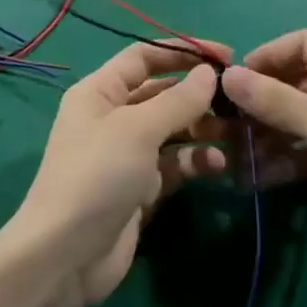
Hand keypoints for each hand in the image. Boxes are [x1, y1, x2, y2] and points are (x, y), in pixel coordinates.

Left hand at [7, 42, 228, 306]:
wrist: (67, 254)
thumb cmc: (97, 176)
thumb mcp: (137, 130)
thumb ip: (177, 101)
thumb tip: (209, 73)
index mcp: (99, 92)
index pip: (143, 58)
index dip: (182, 52)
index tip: (225, 56)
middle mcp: (111, 117)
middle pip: (161, 93)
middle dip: (198, 94)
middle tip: (239, 100)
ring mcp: (126, 154)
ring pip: (172, 130)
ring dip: (202, 128)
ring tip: (237, 133)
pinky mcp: (140, 188)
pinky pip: (174, 164)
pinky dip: (195, 162)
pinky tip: (218, 165)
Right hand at [221, 31, 306, 268]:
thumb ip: (277, 101)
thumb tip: (227, 76)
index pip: (304, 43)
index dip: (266, 57)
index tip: (231, 82)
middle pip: (300, 83)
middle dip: (263, 104)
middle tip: (226, 126)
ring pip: (304, 118)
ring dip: (271, 136)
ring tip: (236, 157)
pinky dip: (290, 159)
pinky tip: (259, 177)